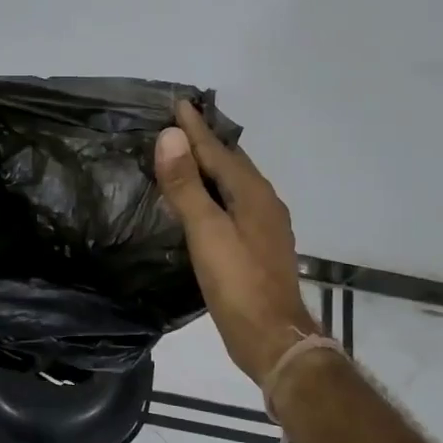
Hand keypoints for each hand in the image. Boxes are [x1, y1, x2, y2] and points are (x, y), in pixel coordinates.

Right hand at [154, 102, 318, 385]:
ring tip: (189, 159)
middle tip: (181, 127)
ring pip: (236, 186)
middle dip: (207, 143)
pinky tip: (206, 205)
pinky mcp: (259, 248)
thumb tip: (170, 137)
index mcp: (253, 194)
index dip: (195, 129)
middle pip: (232, 164)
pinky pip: (235, 206)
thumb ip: (186, 185)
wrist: (272, 337)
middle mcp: (265, 203)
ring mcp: (266, 227)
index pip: (218, 150)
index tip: (178, 104)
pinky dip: (217, 195)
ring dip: (213, 169)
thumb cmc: (237, 283)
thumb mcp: (206, 232)